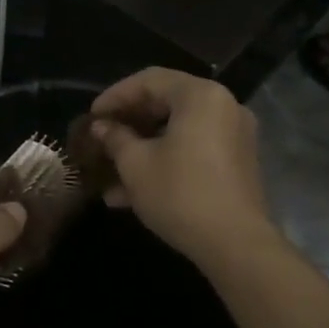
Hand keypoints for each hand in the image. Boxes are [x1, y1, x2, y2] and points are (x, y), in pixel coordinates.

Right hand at [87, 68, 277, 268]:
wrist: (236, 246)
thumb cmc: (180, 193)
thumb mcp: (135, 164)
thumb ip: (115, 138)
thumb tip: (102, 128)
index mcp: (200, 96)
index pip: (149, 80)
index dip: (115, 96)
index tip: (92, 116)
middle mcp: (223, 107)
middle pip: (166, 103)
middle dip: (128, 123)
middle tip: (101, 137)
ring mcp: (234, 137)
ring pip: (177, 131)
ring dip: (142, 147)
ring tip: (109, 172)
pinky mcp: (236, 164)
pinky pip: (193, 150)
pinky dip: (164, 161)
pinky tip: (131, 193)